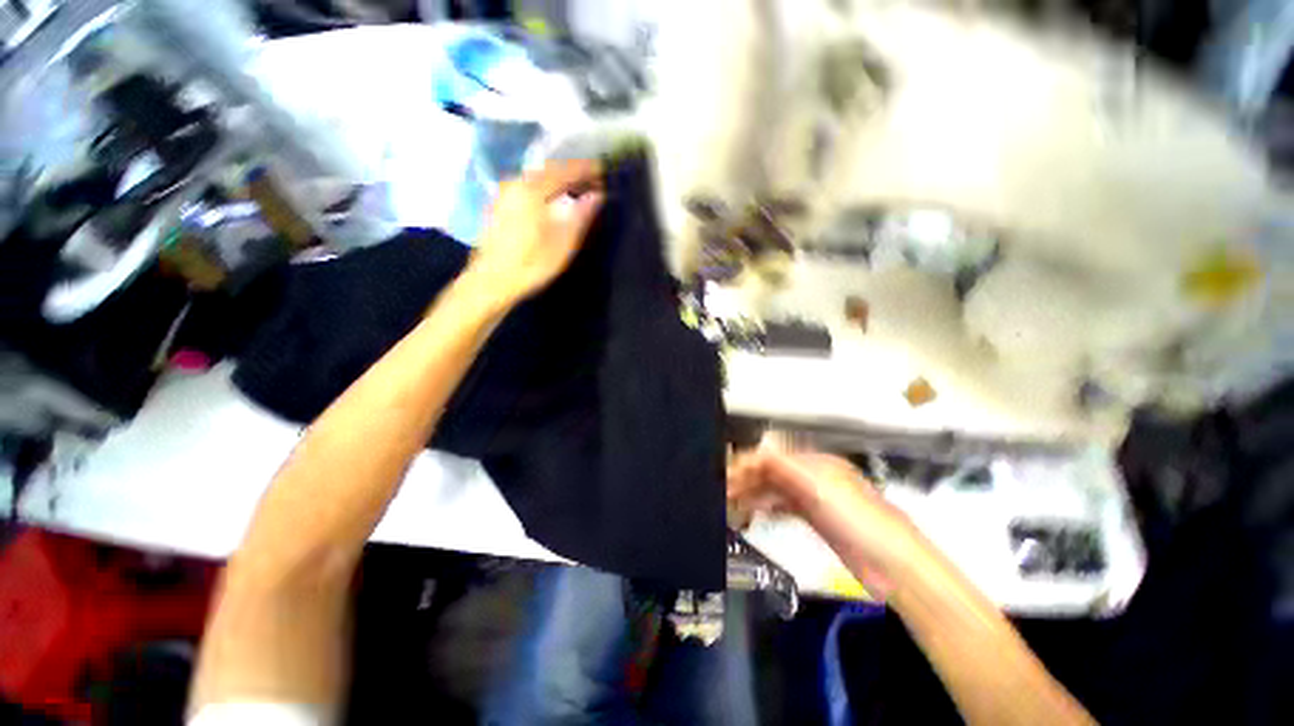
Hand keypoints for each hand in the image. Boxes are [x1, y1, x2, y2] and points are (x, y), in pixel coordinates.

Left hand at [466, 159, 604, 304]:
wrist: (491, 280)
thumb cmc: (531, 264)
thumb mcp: (563, 244)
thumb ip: (581, 216)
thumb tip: (598, 195)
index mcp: (532, 190)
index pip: (564, 170)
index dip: (586, 169)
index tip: (603, 171)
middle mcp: (516, 184)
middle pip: (549, 169)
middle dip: (572, 172)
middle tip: (593, 180)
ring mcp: (505, 194)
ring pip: (537, 178)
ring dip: (558, 180)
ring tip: (577, 189)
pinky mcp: (500, 205)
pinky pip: (528, 187)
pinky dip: (545, 188)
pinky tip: (553, 200)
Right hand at [727, 438, 922, 595]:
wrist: (893, 565)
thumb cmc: (856, 518)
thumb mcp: (819, 487)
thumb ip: (784, 467)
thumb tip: (755, 449)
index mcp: (814, 463)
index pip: (773, 457)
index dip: (748, 463)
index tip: (725, 474)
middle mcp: (811, 477)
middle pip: (772, 473)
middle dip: (746, 479)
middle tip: (721, 491)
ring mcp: (813, 499)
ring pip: (775, 491)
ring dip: (752, 494)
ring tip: (728, 502)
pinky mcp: (815, 520)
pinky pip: (783, 508)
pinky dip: (766, 508)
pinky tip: (750, 513)